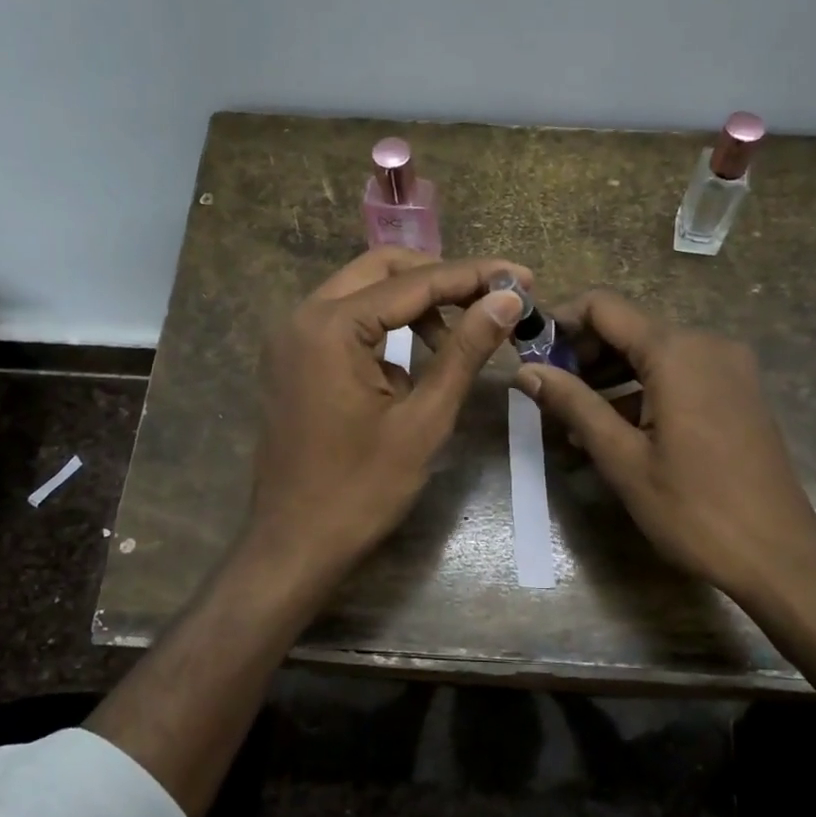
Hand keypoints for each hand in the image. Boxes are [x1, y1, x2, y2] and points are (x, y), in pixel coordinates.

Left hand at [245, 247, 528, 596]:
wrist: (294, 546)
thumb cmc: (361, 490)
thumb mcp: (424, 419)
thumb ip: (465, 351)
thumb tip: (507, 301)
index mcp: (332, 326)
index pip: (415, 282)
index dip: (474, 276)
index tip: (523, 278)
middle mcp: (303, 316)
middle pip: (382, 270)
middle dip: (441, 279)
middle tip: (491, 300)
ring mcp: (292, 339)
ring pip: (363, 293)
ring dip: (414, 305)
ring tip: (459, 342)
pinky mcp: (293, 361)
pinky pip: (346, 324)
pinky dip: (386, 329)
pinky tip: (416, 365)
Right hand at [513, 290, 815, 610]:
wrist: (779, 557)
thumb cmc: (694, 509)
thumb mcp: (623, 458)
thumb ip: (573, 405)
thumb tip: (525, 371)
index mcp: (676, 352)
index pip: (604, 307)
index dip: (561, 322)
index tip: (532, 355)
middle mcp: (707, 344)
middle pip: (629, 328)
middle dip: (584, 356)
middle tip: (549, 396)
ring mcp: (729, 367)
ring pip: (654, 354)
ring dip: (611, 378)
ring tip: (575, 422)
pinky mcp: (739, 392)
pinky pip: (680, 375)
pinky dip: (644, 391)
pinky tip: (617, 430)